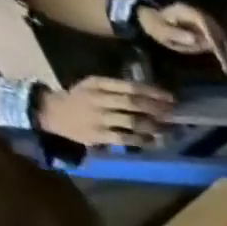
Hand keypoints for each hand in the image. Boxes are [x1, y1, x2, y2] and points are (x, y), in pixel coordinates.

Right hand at [35, 76, 172, 147]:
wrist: (52, 113)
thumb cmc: (81, 99)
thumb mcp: (94, 87)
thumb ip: (118, 90)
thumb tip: (152, 97)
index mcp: (98, 84)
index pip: (130, 86)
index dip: (153, 92)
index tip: (171, 98)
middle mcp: (98, 99)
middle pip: (133, 103)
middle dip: (157, 109)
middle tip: (174, 114)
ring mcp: (98, 117)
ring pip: (132, 121)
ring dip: (153, 126)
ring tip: (168, 129)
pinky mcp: (98, 135)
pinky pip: (125, 138)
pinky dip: (142, 140)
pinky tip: (154, 141)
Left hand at [137, 1, 226, 73]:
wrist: (153, 18)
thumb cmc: (156, 26)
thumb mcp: (162, 31)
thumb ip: (178, 35)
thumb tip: (196, 40)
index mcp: (185, 12)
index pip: (205, 23)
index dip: (214, 39)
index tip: (219, 55)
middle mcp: (196, 13)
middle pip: (216, 29)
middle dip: (223, 47)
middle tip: (226, 66)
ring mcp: (201, 18)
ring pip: (220, 33)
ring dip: (225, 49)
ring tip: (226, 65)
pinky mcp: (204, 25)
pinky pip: (217, 36)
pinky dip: (222, 47)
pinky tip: (223, 59)